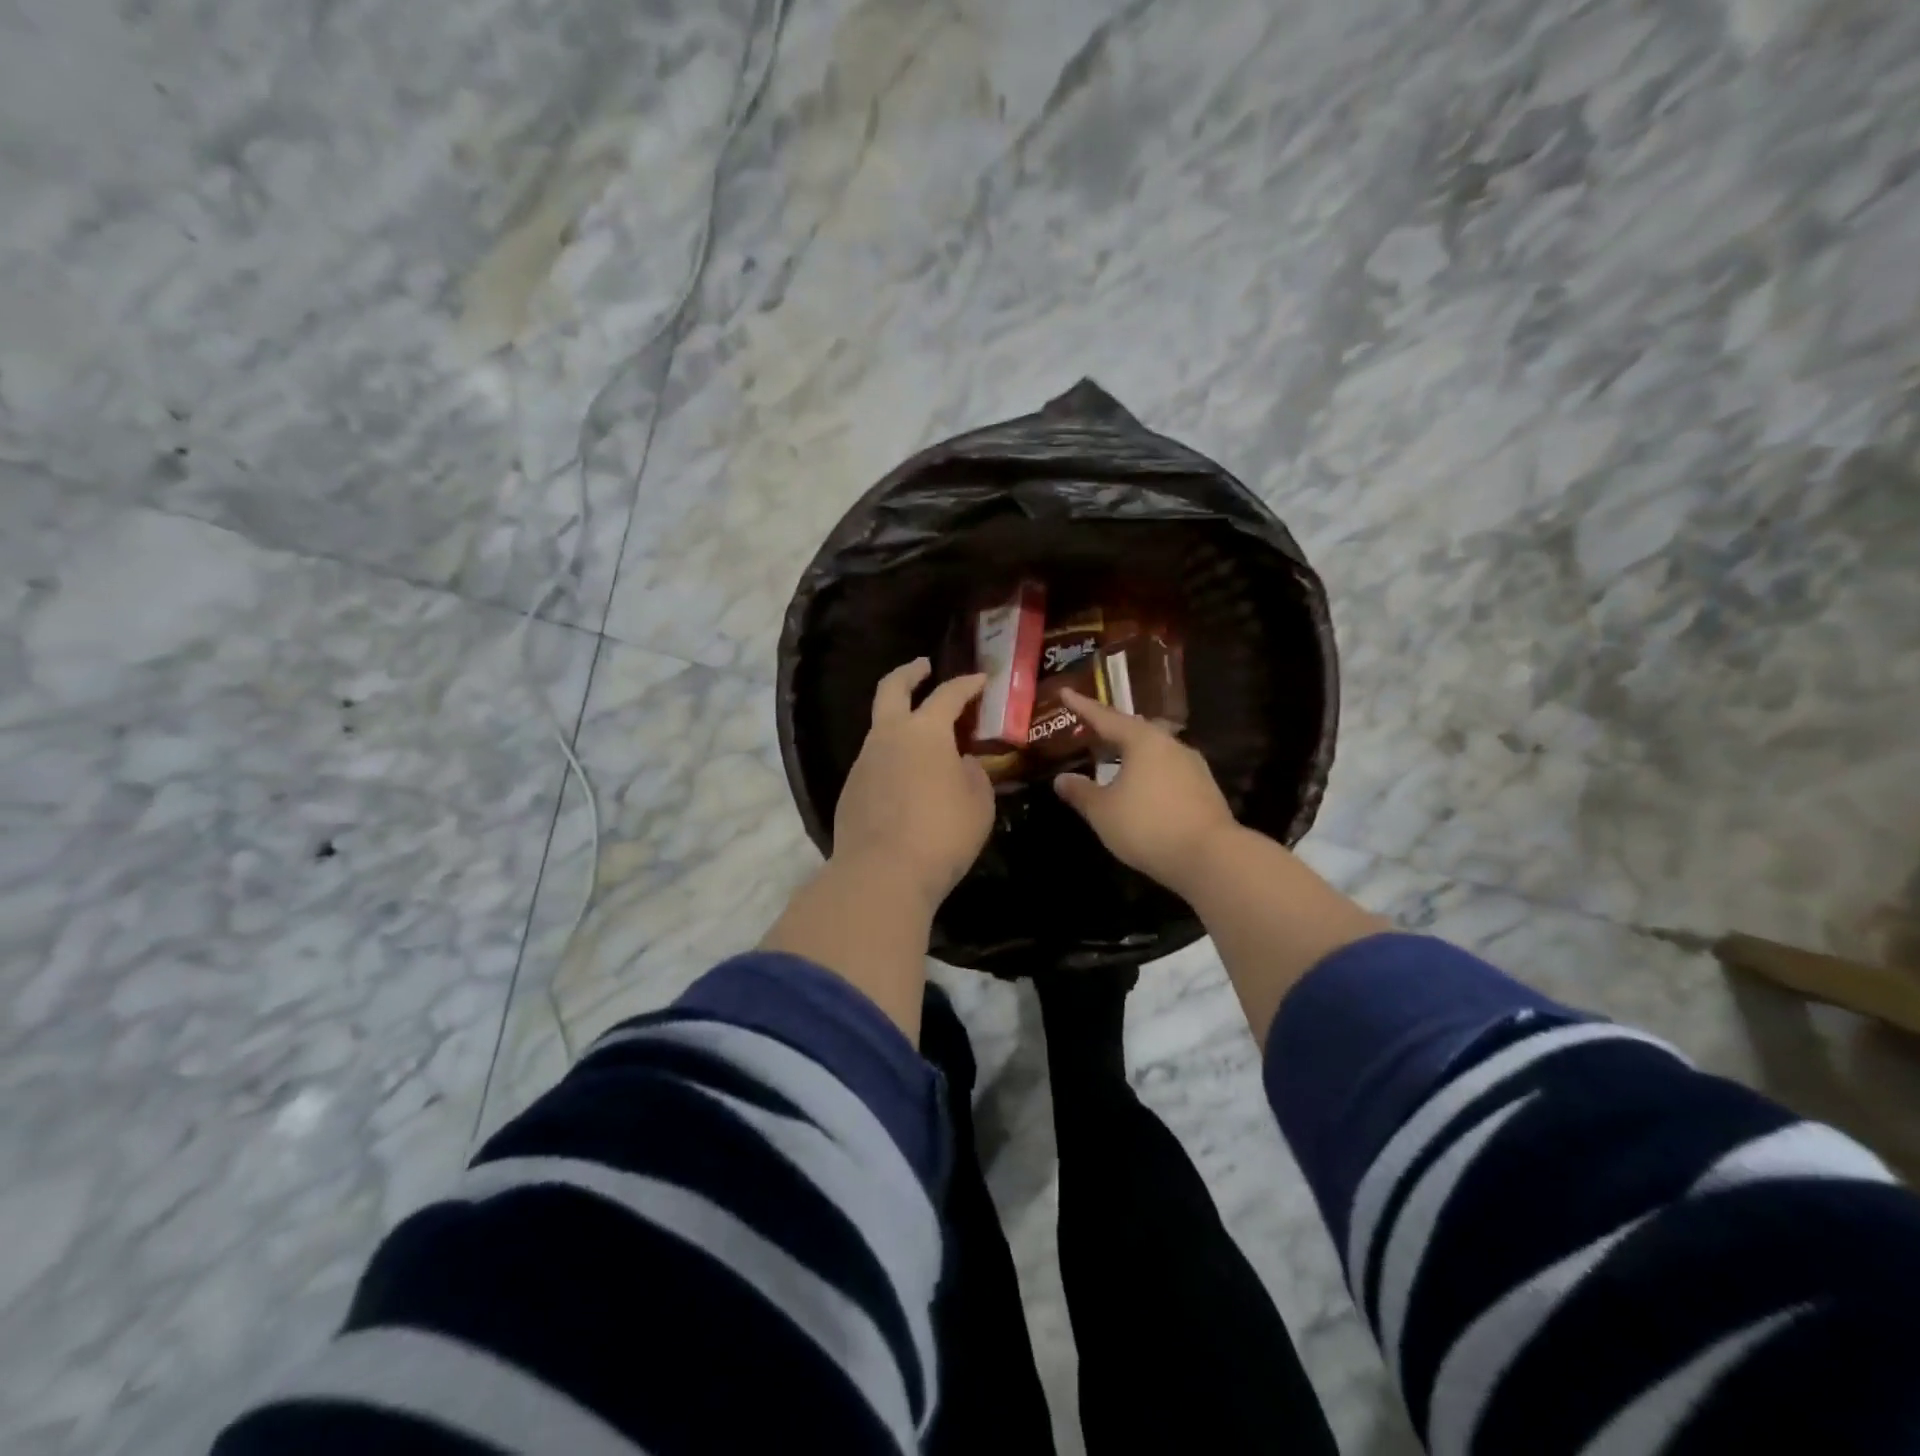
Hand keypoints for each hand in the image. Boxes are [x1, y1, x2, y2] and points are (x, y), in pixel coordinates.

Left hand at [833, 659, 992, 905]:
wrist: (882, 874)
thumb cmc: (942, 833)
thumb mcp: (978, 802)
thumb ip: (972, 773)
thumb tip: (960, 762)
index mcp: (924, 731)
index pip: (948, 695)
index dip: (967, 684)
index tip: (980, 679)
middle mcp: (887, 736)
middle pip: (891, 688)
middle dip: (909, 673)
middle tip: (923, 667)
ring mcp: (863, 762)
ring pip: (879, 728)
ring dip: (899, 721)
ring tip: (922, 737)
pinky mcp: (850, 790)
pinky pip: (873, 762)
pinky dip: (891, 758)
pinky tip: (905, 780)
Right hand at [1052, 688, 1236, 892]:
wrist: (1210, 857)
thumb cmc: (1147, 826)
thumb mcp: (1103, 811)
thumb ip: (1081, 792)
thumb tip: (1062, 779)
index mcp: (1143, 741)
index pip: (1106, 717)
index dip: (1082, 706)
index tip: (1066, 692)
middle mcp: (1171, 745)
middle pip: (1136, 730)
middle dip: (1112, 729)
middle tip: (1092, 729)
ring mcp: (1193, 766)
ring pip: (1156, 751)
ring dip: (1133, 753)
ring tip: (1115, 760)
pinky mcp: (1205, 789)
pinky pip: (1169, 771)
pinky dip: (1150, 773)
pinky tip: (1143, 788)